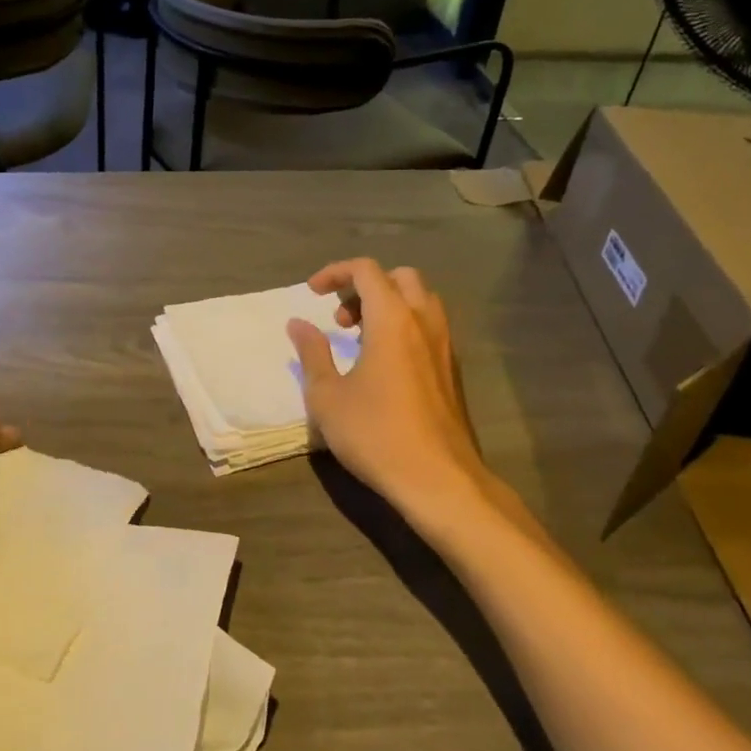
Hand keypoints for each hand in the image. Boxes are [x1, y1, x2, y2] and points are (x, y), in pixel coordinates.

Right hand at [287, 259, 503, 534]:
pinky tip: (384, 364)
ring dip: (388, 305)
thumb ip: (312, 353)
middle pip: (400, 278)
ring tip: (360, 339)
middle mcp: (424, 322)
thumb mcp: (327, 396)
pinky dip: (405, 326)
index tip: (313, 293)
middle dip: (365, 286)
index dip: (335, 272)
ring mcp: (445, 346)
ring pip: (420, 301)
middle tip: (340, 318)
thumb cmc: (375, 434)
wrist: (439, 479)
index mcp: (392, 320)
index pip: (366, 270)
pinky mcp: (453, 370)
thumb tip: (297, 324)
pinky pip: (430, 327)